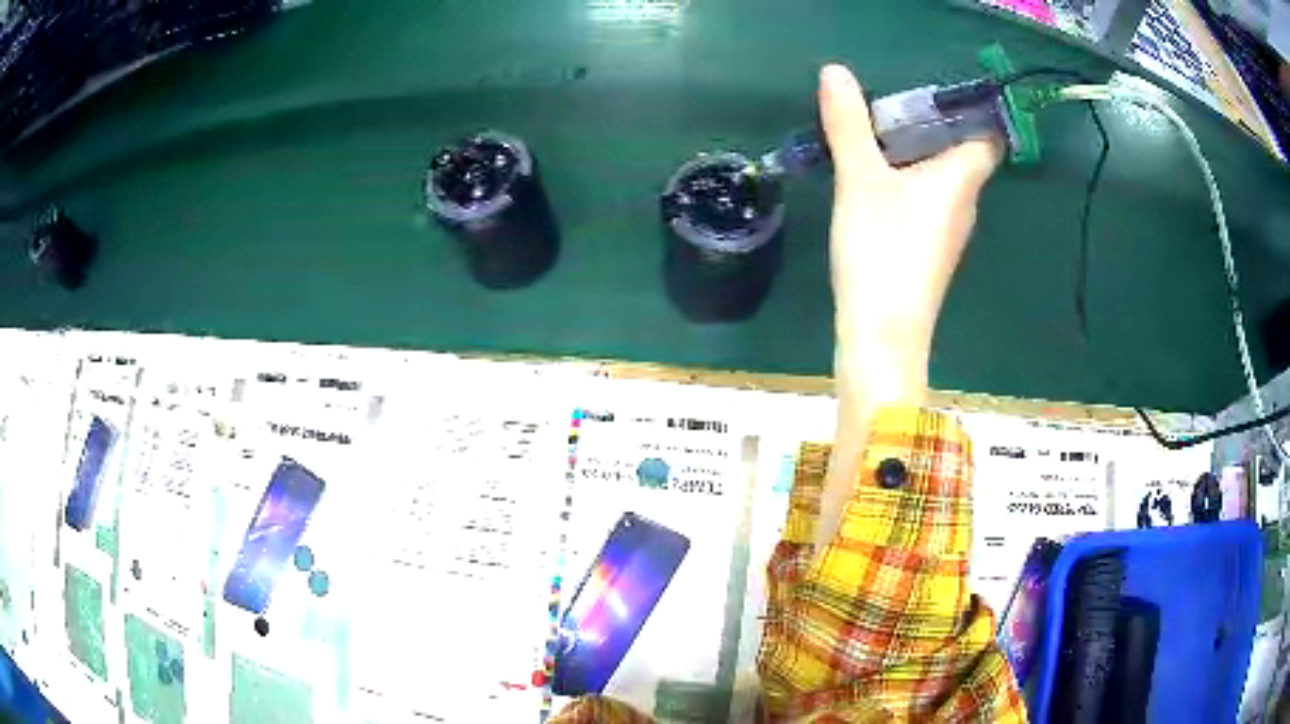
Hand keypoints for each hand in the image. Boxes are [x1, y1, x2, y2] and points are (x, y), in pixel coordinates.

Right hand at [813, 64, 1000, 552]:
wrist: (882, 334)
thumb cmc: (882, 251)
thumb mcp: (860, 179)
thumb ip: (849, 125)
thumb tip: (835, 71)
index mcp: (961, 179)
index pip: (987, 136)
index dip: (972, 110)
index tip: (938, 91)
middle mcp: (965, 203)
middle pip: (962, 152)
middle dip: (931, 124)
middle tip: (890, 103)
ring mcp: (949, 231)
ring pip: (942, 178)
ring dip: (916, 154)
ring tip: (876, 133)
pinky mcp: (930, 251)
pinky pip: (926, 202)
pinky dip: (908, 183)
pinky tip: (876, 180)